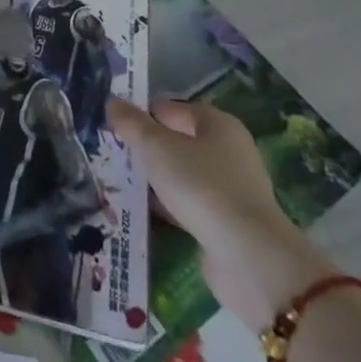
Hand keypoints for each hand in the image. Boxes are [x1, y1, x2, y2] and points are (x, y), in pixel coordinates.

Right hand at [110, 97, 333, 331]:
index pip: (169, 109)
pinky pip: (188, 203)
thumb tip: (112, 101)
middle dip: (146, 148)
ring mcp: (230, 189)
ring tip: (119, 181)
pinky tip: (142, 210)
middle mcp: (228, 151)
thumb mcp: (157, 148)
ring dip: (155, 178)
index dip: (140, 115)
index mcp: (217, 124)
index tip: (111, 128)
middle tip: (111, 154)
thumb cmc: (202, 188)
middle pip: (176, 141)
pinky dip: (167, 204)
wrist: (249, 260)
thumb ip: (132, 124)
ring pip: (181, 174)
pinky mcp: (226, 222)